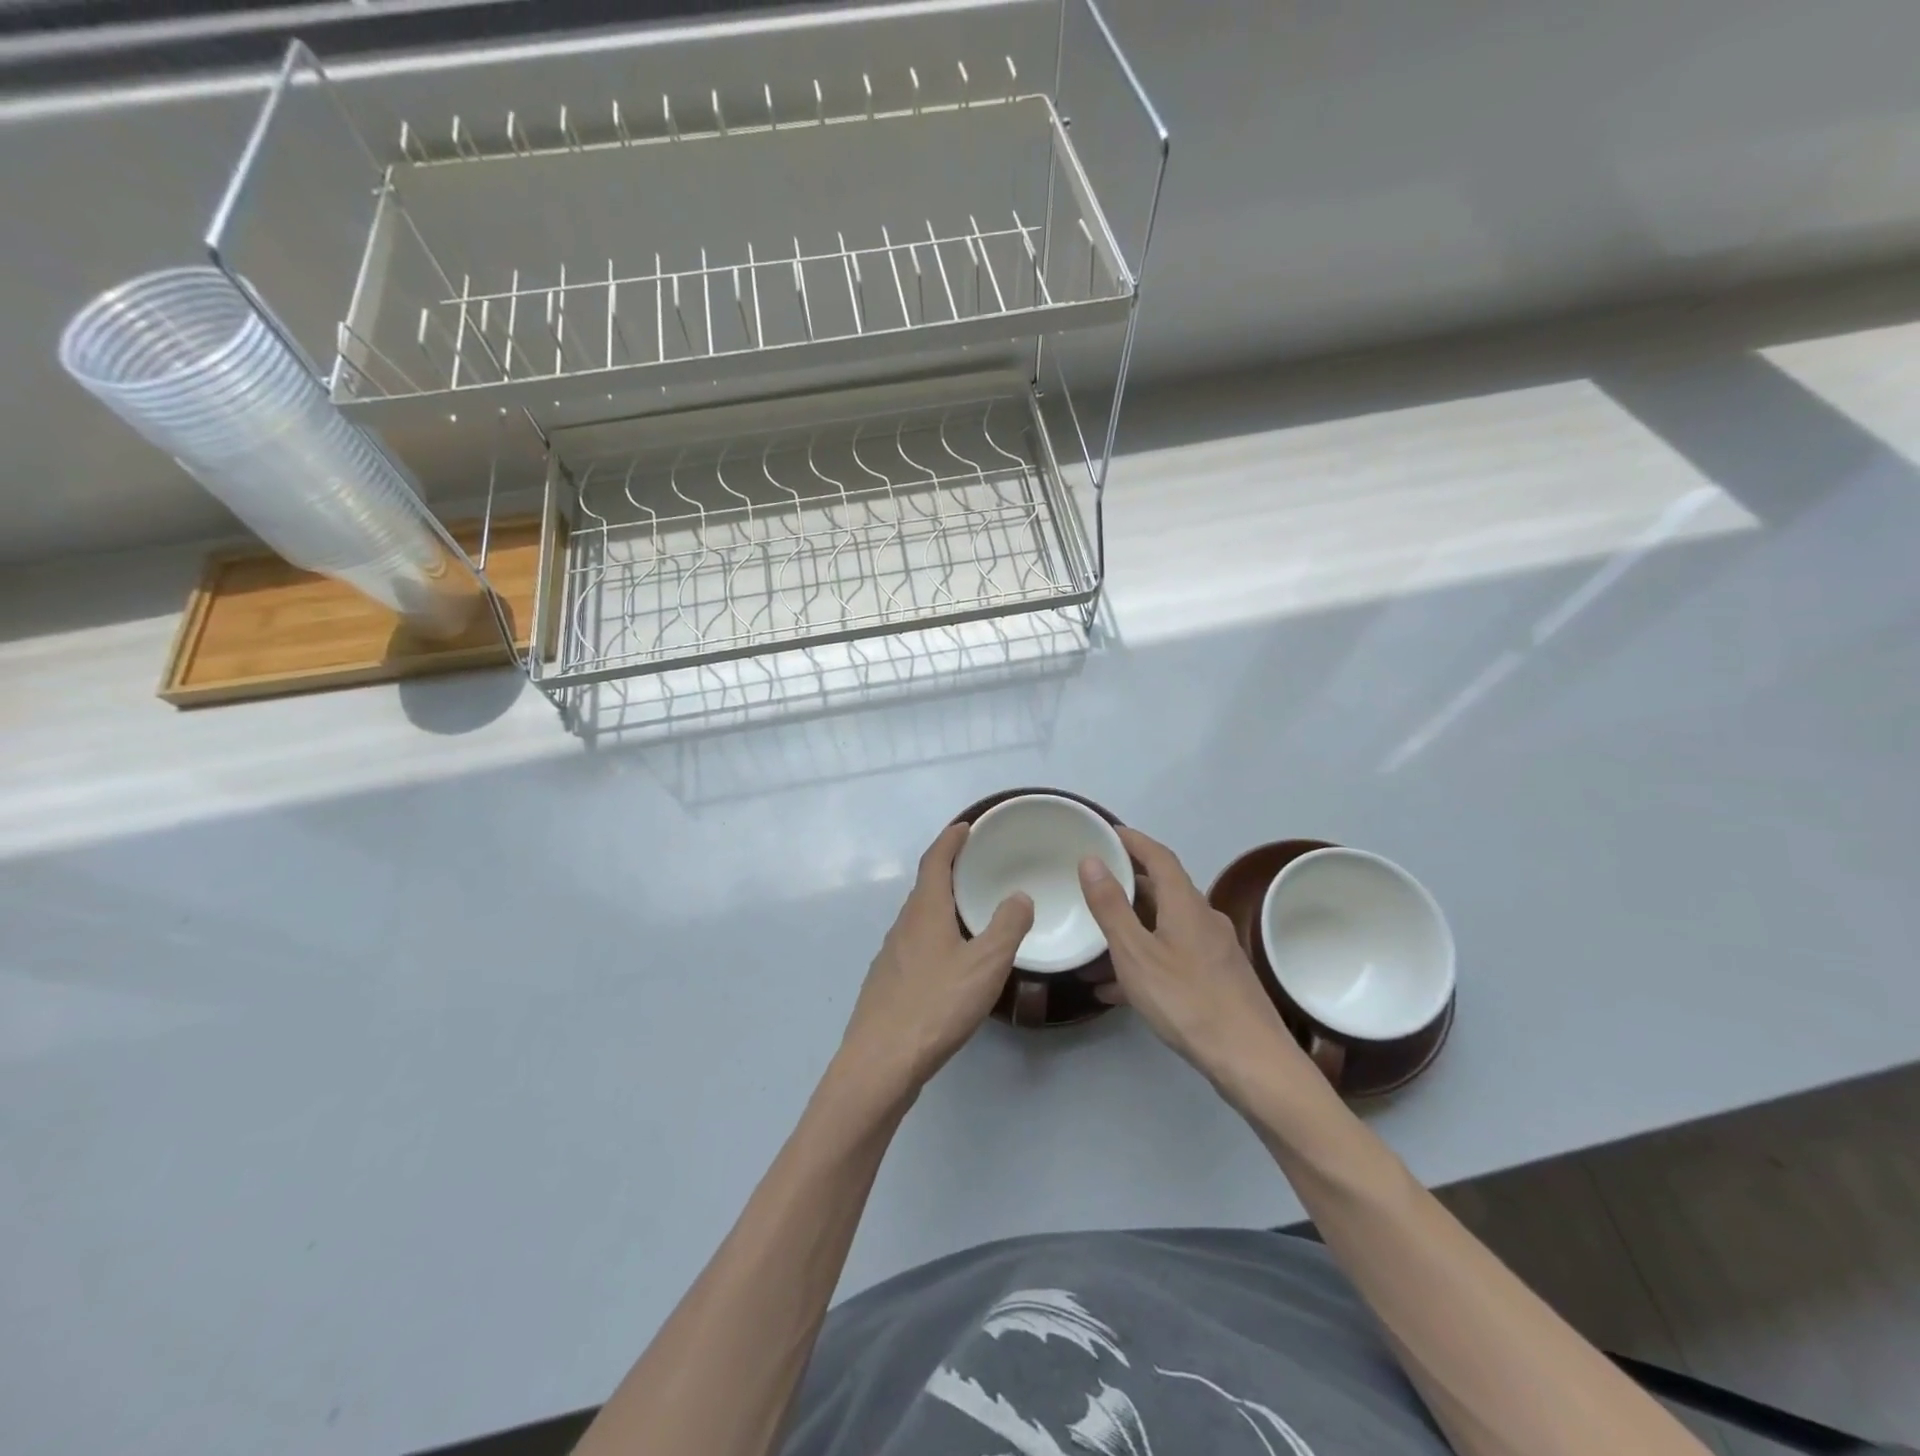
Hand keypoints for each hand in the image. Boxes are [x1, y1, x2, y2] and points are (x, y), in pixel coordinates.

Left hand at [838, 823, 1033, 1096]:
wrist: (881, 1063)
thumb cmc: (936, 1005)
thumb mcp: (986, 964)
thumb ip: (1007, 926)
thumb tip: (1019, 896)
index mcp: (925, 912)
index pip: (935, 861)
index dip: (950, 840)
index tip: (966, 826)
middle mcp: (903, 926)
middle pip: (925, 887)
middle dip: (948, 871)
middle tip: (977, 867)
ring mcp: (890, 956)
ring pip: (919, 919)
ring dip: (942, 906)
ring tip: (970, 912)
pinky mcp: (888, 984)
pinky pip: (915, 945)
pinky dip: (935, 936)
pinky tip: (950, 962)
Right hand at [1078, 828, 1312, 1095]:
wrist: (1252, 1062)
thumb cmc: (1188, 1001)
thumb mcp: (1136, 954)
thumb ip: (1111, 907)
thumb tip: (1092, 860)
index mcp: (1185, 904)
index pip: (1158, 856)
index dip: (1132, 840)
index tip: (1106, 833)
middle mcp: (1204, 919)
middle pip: (1162, 890)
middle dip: (1127, 885)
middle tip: (1092, 887)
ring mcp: (1214, 951)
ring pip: (1165, 927)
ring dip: (1132, 929)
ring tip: (1095, 945)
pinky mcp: (1218, 980)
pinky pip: (1173, 956)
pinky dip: (1145, 961)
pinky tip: (1118, 990)